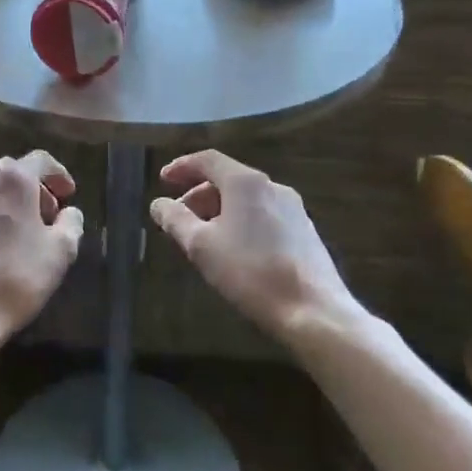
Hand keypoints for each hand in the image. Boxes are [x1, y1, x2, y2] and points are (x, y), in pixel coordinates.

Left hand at [0, 151, 84, 357]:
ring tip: (15, 235)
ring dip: (3, 206)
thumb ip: (71, 223)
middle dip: (30, 190)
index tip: (68, 195)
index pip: (40, 161)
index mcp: (11, 181)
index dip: (58, 175)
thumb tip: (69, 213)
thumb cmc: (16, 278)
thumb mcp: (61, 252)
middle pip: (9, 174)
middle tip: (45, 216)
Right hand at [150, 150, 359, 341]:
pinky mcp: (304, 232)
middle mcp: (272, 187)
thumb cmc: (249, 272)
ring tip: (202, 237)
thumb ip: (175, 220)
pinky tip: (233, 250)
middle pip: (228, 179)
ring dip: (219, 210)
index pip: (208, 160)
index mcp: (246, 182)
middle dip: (198, 195)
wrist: (313, 310)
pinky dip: (240, 222)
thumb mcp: (201, 246)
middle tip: (178, 218)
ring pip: (246, 199)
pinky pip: (263, 215)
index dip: (182, 167)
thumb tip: (158, 204)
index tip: (163, 179)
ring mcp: (293, 209)